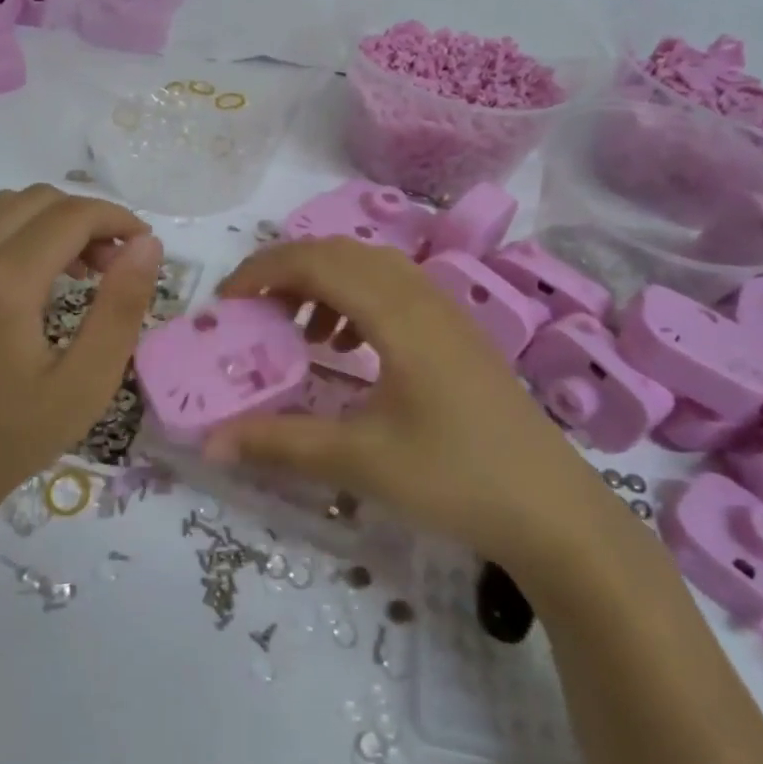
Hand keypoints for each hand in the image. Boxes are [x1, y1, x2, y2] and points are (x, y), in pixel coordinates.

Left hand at [0, 185, 162, 514]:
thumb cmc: (14, 437)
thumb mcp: (86, 382)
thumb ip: (121, 308)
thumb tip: (147, 244)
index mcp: (4, 283)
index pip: (70, 216)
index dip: (116, 219)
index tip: (145, 246)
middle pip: (37, 200)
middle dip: (87, 217)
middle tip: (116, 263)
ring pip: (5, 206)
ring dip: (52, 220)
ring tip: (83, 267)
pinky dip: (21, 232)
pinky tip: (41, 278)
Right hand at [207, 238, 618, 571]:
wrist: (552, 510)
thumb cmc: (455, 479)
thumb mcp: (360, 462)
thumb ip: (280, 444)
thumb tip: (210, 443)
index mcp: (398, 314)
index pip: (316, 262)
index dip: (262, 272)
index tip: (225, 304)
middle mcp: (423, 297)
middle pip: (342, 253)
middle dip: (287, 272)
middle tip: (252, 313)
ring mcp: (446, 312)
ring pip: (371, 268)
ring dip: (324, 284)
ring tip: (298, 333)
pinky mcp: (457, 334)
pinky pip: (394, 291)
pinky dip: (355, 302)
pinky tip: (346, 348)